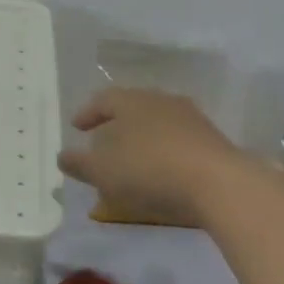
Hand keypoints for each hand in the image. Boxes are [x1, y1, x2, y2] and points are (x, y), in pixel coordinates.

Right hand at [57, 87, 248, 221]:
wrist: (219, 184)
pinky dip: (164, 152)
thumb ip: (80, 164)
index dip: (88, 113)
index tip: (77, 127)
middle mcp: (160, 100)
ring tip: (133, 159)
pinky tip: (162, 171)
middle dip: (116, 124)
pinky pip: (178, 141)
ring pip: (157, 123)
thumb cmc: (150, 170)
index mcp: (130, 101)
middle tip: (104, 141)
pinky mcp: (212, 140)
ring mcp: (191, 118)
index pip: (103, 100)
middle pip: (132, 107)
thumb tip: (63, 156)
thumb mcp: (103, 171)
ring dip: (142, 138)